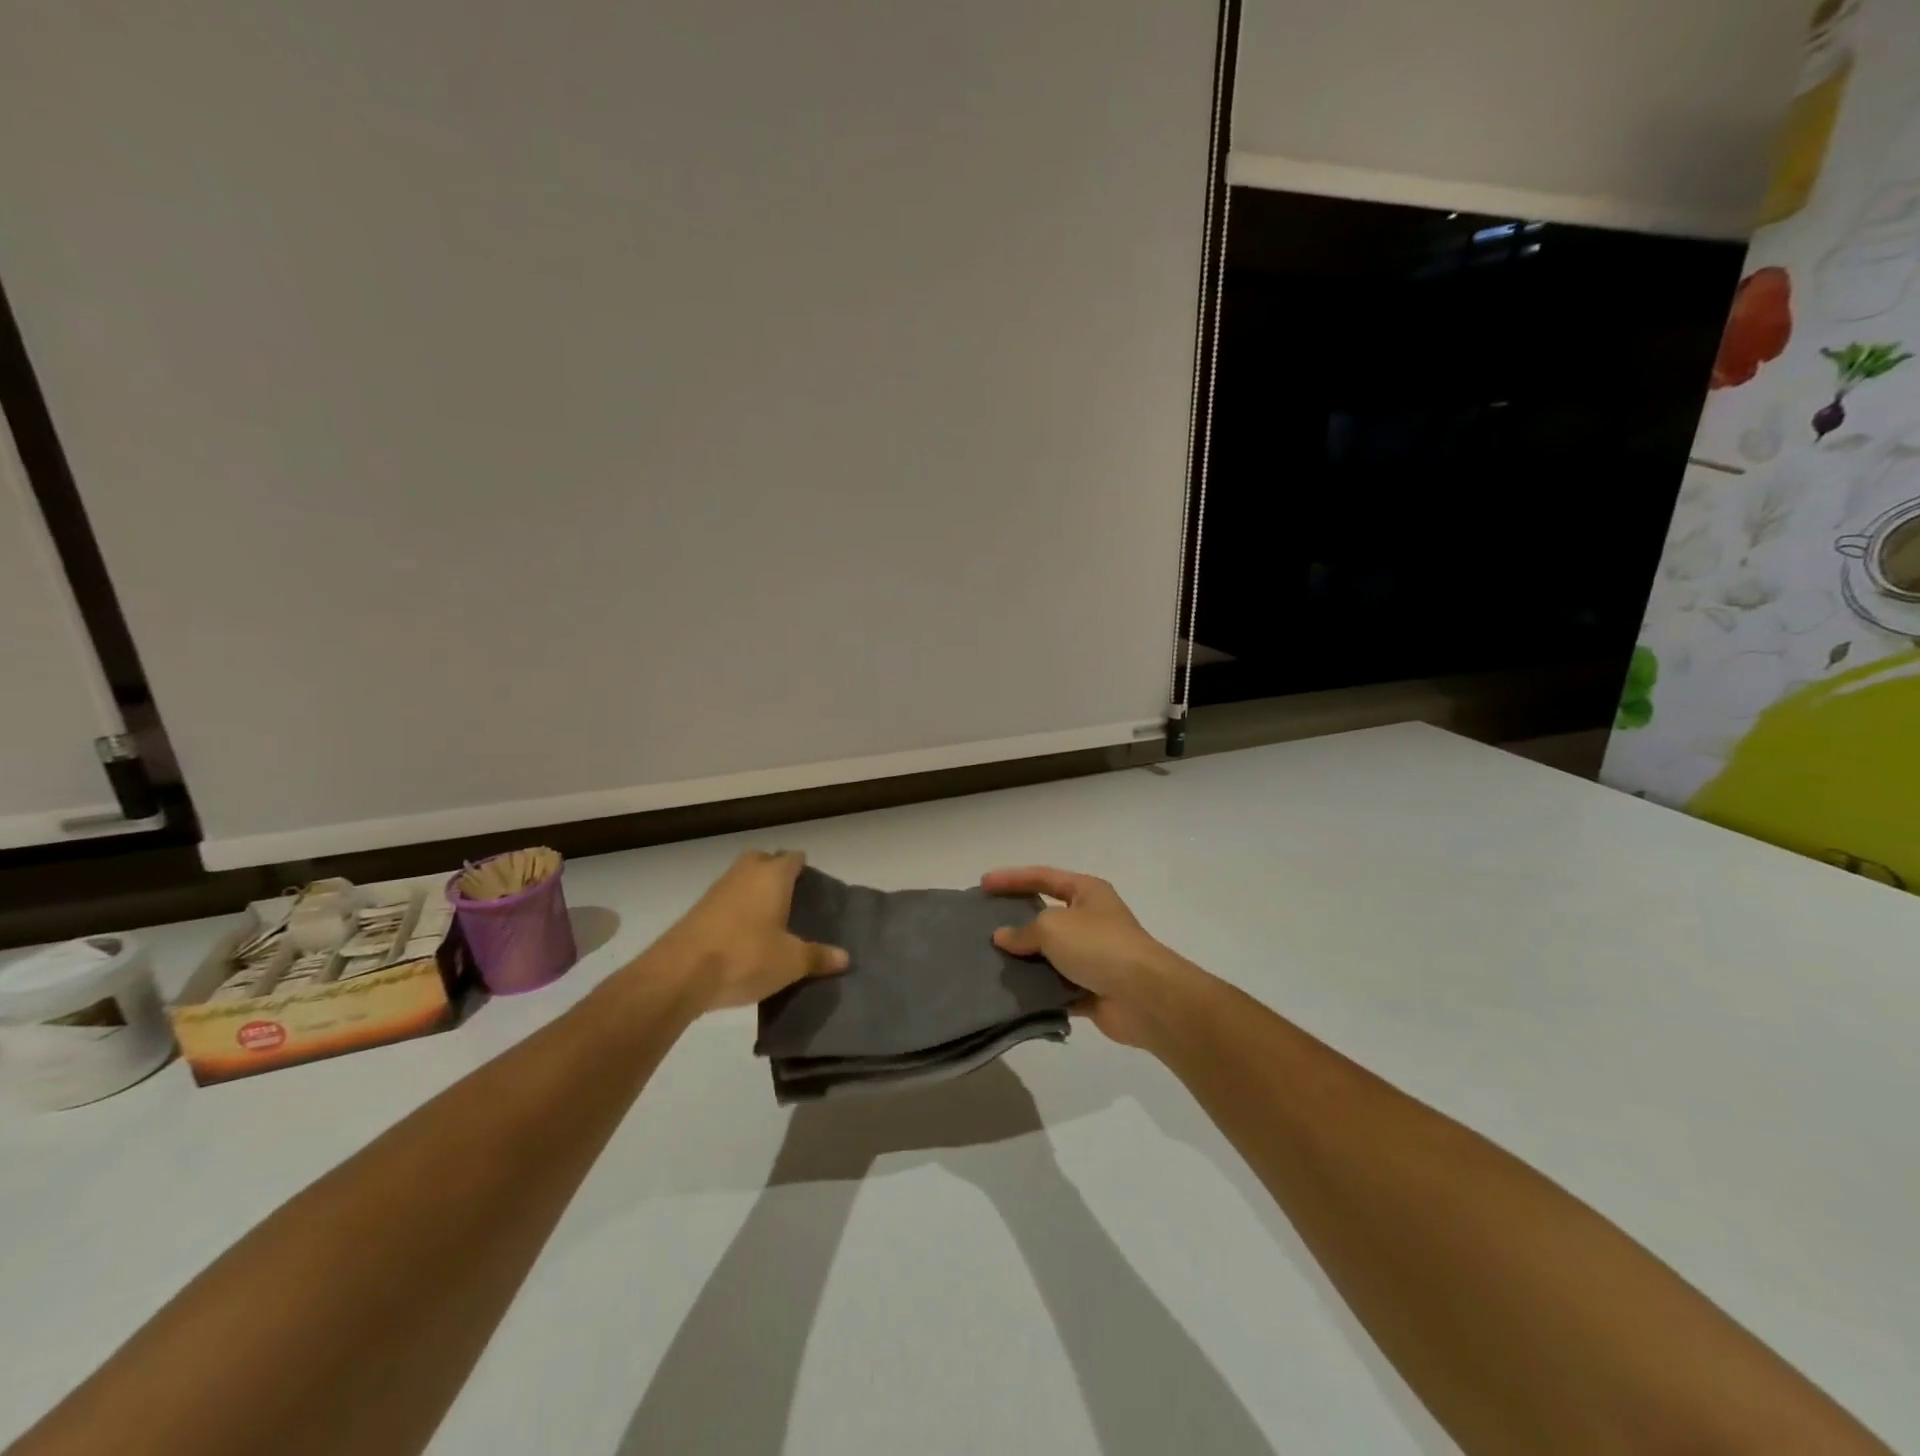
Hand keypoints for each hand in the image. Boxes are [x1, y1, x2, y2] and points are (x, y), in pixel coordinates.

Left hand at [657, 851, 847, 1012]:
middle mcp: (745, 873)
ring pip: (742, 879)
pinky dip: (735, 911)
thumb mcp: (791, 962)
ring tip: (769, 921)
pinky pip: (725, 901)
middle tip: (791, 900)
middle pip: (763, 860)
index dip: (804, 868)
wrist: (680, 973)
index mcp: (773, 875)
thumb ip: (818, 957)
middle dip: (775, 873)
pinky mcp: (697, 910)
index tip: (813, 888)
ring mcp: (717, 889)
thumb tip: (845, 958)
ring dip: (753, 892)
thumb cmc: (746, 956)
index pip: (794, 858)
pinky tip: (742, 937)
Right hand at [981, 866, 1193, 1047]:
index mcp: (1087, 892)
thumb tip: (1003, 937)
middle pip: (1045, 915)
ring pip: (1048, 954)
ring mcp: (1092, 956)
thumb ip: (1024, 930)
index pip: (1043, 877)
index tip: (983, 884)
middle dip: (1015, 921)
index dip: (1012, 878)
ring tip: (988, 962)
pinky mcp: (1090, 989)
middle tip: (982, 925)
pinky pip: (1055, 986)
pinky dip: (1036, 989)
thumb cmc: (1099, 946)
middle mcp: (1090, 920)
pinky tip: (1010, 993)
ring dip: (1024, 960)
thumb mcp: (1053, 926)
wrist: (1144, 996)